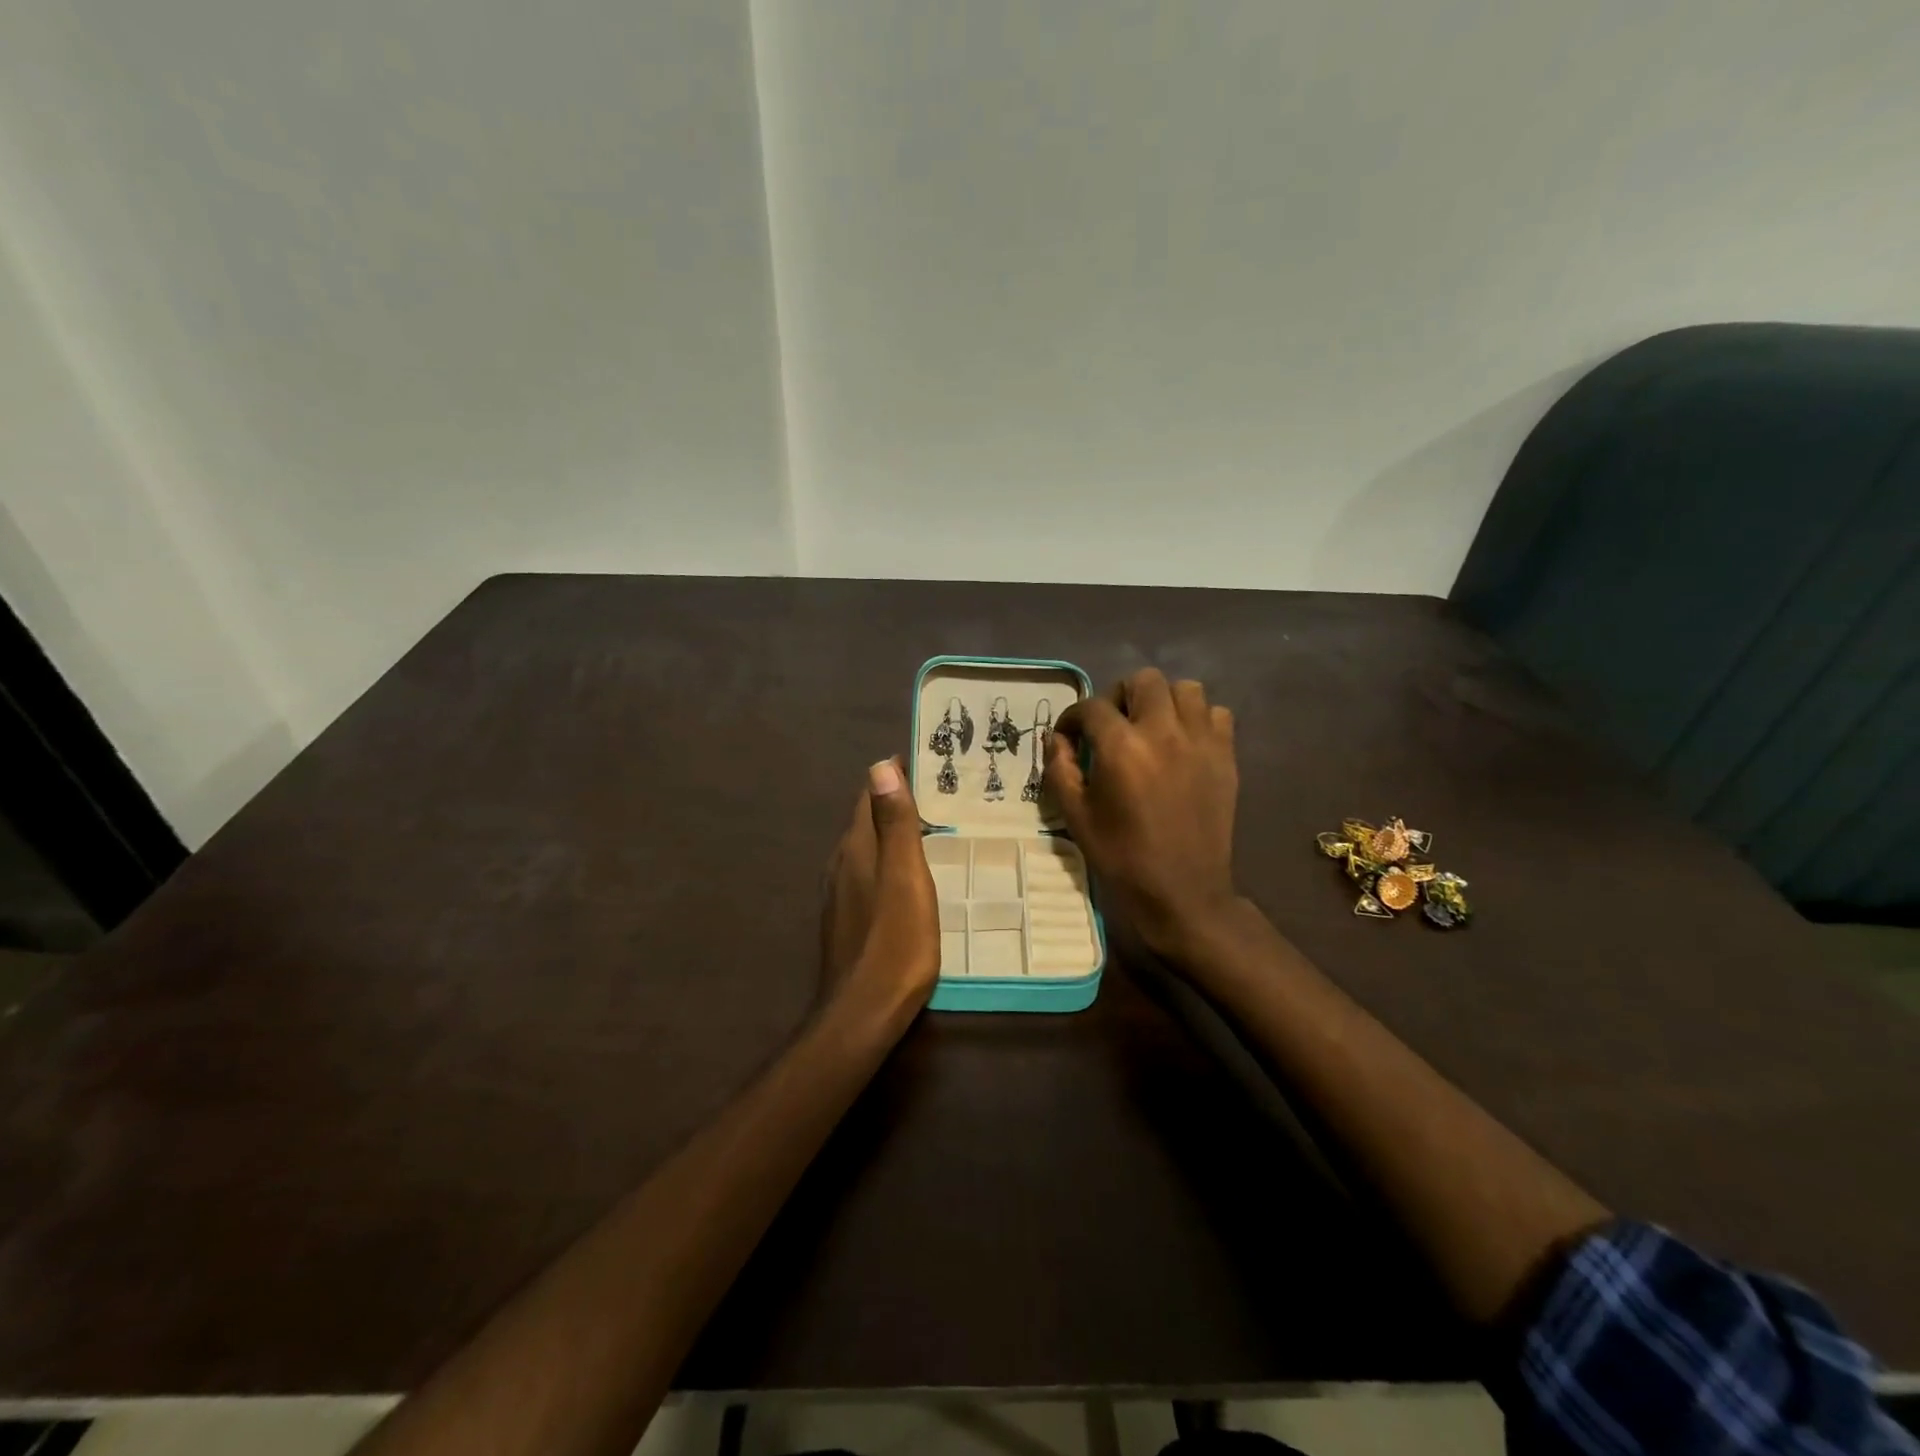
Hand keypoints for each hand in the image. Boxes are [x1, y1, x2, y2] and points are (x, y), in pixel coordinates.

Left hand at [819, 758, 940, 1023]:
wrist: (862, 1012)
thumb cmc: (895, 942)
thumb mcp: (905, 877)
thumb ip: (894, 824)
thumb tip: (879, 765)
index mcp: (856, 847)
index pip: (869, 795)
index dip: (892, 776)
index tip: (924, 762)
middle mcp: (841, 864)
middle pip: (866, 820)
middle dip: (894, 801)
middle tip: (937, 792)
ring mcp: (840, 894)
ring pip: (866, 849)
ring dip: (890, 833)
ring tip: (928, 827)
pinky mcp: (846, 920)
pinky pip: (867, 875)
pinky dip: (887, 862)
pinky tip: (906, 876)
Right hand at [1044, 669, 1239, 955]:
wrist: (1182, 891)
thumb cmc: (1122, 856)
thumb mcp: (1075, 815)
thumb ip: (1060, 769)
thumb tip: (1057, 739)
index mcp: (1122, 747)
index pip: (1091, 707)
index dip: (1073, 718)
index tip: (1068, 736)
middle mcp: (1163, 732)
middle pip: (1143, 680)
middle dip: (1120, 696)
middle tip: (1113, 725)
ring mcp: (1200, 741)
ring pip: (1185, 689)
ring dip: (1163, 701)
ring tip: (1152, 727)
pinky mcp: (1226, 756)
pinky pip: (1217, 714)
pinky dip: (1199, 719)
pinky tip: (1184, 743)